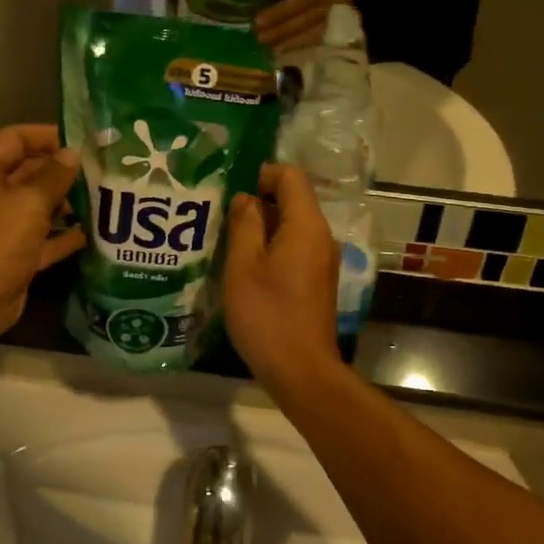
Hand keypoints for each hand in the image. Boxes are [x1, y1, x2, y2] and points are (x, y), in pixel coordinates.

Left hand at [0, 125, 84, 345]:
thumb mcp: (28, 204)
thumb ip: (54, 177)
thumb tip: (72, 153)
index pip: (15, 139)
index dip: (46, 135)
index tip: (82, 140)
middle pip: (29, 172)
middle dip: (63, 170)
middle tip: (102, 169)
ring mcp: (1, 228)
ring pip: (38, 207)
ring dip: (68, 203)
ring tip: (105, 197)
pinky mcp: (14, 256)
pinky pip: (43, 239)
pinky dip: (65, 236)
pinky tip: (95, 232)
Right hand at [223, 164, 341, 388]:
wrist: (301, 370)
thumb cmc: (267, 315)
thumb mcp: (243, 266)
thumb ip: (244, 225)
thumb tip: (246, 198)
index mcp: (306, 226)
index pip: (291, 176)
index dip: (261, 173)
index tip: (231, 189)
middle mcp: (321, 237)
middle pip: (293, 200)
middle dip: (258, 200)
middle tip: (221, 214)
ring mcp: (322, 260)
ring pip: (292, 226)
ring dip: (262, 226)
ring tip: (228, 238)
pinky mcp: (317, 280)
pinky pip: (295, 248)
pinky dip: (272, 247)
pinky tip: (245, 265)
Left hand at [254, 0, 366, 50]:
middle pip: (308, 2)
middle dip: (282, 15)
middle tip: (258, 24)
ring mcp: (339, 3)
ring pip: (311, 21)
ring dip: (287, 33)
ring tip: (265, 39)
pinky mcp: (340, 16)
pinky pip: (318, 33)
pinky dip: (299, 42)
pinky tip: (281, 49)